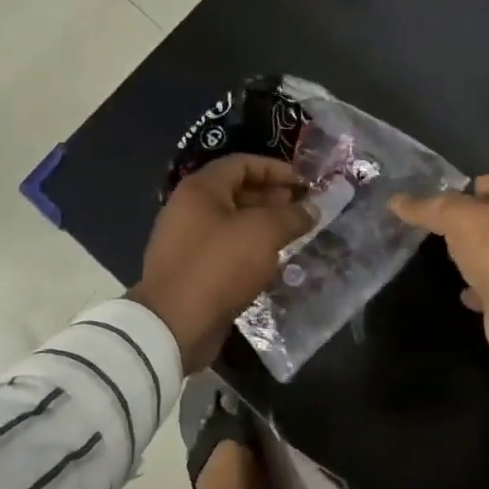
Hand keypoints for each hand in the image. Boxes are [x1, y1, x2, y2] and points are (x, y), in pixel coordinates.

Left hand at [128, 155, 315, 371]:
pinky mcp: (191, 271)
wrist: (175, 325)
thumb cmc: (219, 266)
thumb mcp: (263, 233)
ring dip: (264, 226)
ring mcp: (187, 242)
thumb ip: (292, 216)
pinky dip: (251, 250)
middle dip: (273, 198)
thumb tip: (313, 208)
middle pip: (236, 192)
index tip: (305, 183)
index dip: (276, 169)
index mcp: (201, 189)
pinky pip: (226, 250)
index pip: (242, 163)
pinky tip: (273, 262)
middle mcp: (189, 209)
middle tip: (304, 209)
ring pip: (233, 224)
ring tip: (295, 235)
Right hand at [389, 175, 488, 368]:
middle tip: (438, 225)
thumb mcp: (458, 217)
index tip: (446, 195)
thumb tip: (396, 200)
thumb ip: (428, 208)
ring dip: (476, 256)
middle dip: (473, 222)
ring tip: (444, 255)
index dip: (477, 185)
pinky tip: (460, 291)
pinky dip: (478, 289)